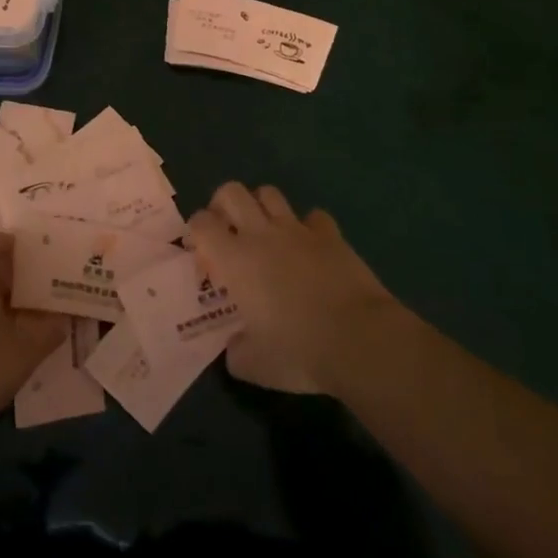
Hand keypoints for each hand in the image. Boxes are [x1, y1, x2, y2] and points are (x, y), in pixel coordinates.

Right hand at [188, 182, 399, 395]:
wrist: (359, 339)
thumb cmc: (299, 351)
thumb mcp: (254, 366)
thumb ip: (236, 352)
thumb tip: (235, 347)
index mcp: (235, 259)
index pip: (201, 223)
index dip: (197, 232)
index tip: (205, 257)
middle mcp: (261, 233)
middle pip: (231, 192)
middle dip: (223, 205)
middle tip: (228, 231)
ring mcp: (298, 230)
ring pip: (269, 193)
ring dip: (261, 207)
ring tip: (265, 232)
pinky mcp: (330, 235)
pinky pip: (314, 216)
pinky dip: (308, 227)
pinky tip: (310, 247)